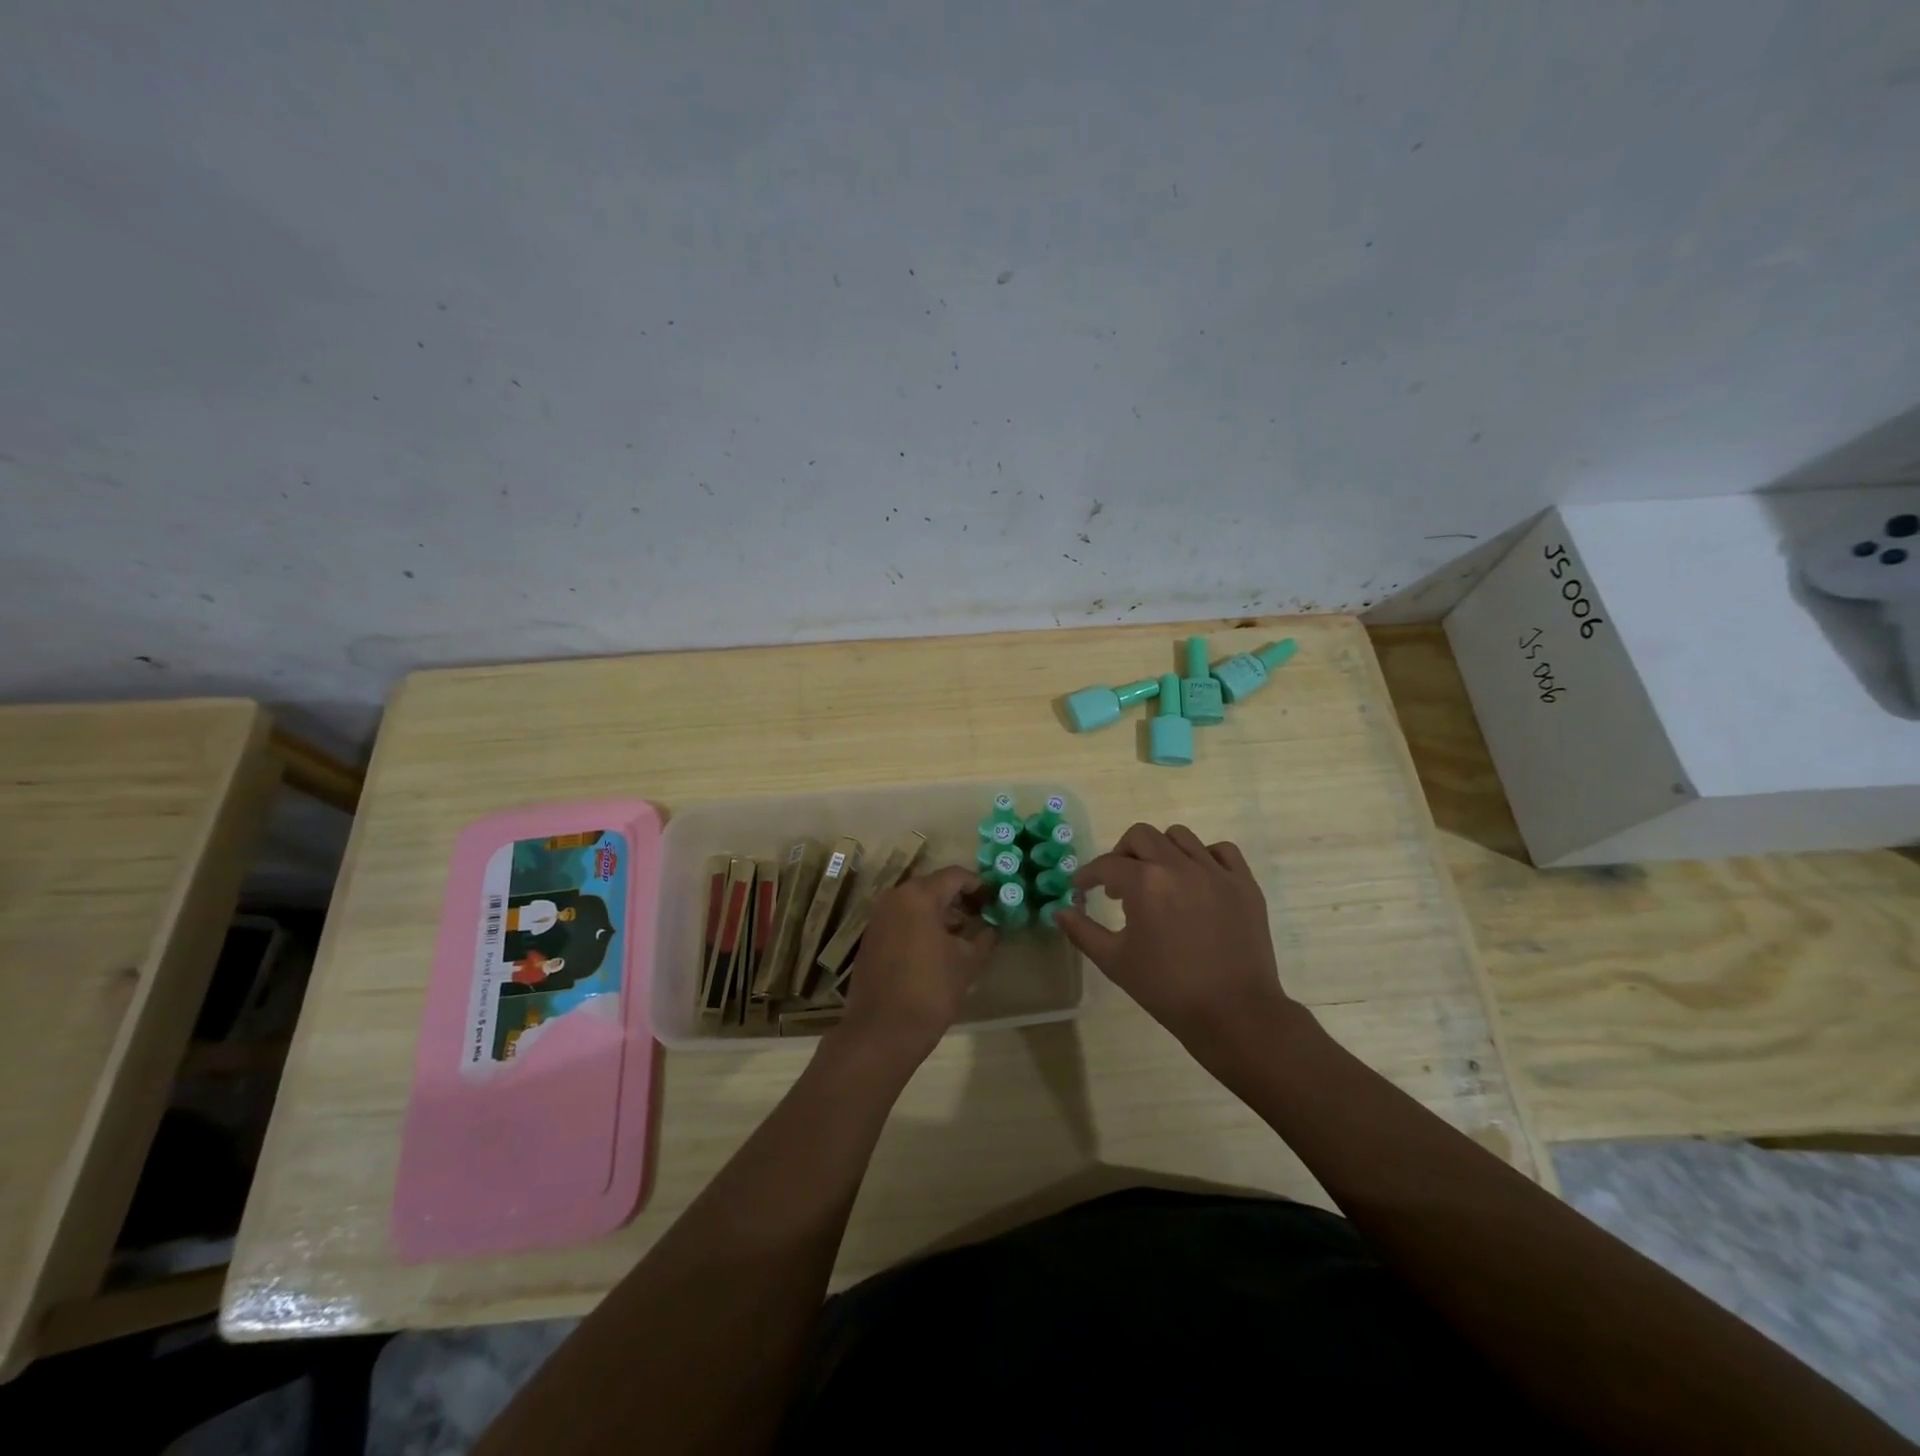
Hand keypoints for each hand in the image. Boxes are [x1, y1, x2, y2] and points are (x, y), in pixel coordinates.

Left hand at [833, 866, 995, 1070]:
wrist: (882, 1031)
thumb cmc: (930, 990)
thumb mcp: (967, 963)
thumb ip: (983, 939)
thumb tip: (991, 929)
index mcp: (918, 895)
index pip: (955, 876)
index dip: (979, 885)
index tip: (996, 900)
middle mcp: (894, 898)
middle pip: (933, 887)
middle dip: (960, 899)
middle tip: (983, 916)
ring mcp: (878, 918)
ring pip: (916, 904)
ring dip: (941, 914)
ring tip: (965, 935)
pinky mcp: (871, 939)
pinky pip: (902, 921)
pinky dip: (922, 926)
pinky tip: (939, 949)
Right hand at [1055, 824, 1302, 1065]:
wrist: (1234, 1014)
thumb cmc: (1167, 989)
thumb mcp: (1115, 962)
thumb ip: (1082, 931)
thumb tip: (1059, 911)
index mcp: (1145, 883)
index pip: (1106, 865)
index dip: (1088, 876)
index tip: (1081, 889)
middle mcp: (1179, 866)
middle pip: (1141, 836)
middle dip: (1121, 854)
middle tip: (1117, 883)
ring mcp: (1216, 872)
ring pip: (1180, 837)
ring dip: (1160, 851)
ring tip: (1158, 879)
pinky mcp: (1244, 884)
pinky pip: (1221, 851)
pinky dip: (1204, 857)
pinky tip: (1196, 879)